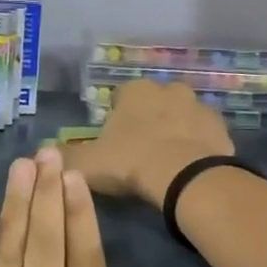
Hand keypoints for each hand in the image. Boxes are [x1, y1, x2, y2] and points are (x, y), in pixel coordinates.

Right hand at [63, 79, 233, 208]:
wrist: (186, 177)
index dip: (117, 120)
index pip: (121, 97)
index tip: (115, 144)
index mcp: (135, 90)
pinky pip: (203, 135)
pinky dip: (197, 147)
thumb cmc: (132, 161)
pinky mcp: (221, 127)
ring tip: (167, 164)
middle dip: (149, 122)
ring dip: (175, 132)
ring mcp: (199, 106)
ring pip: (182, 117)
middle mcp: (168, 89)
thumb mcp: (87, 164)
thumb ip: (65, 157)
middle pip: (154, 104)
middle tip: (141, 153)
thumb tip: (45, 154)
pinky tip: (189, 169)